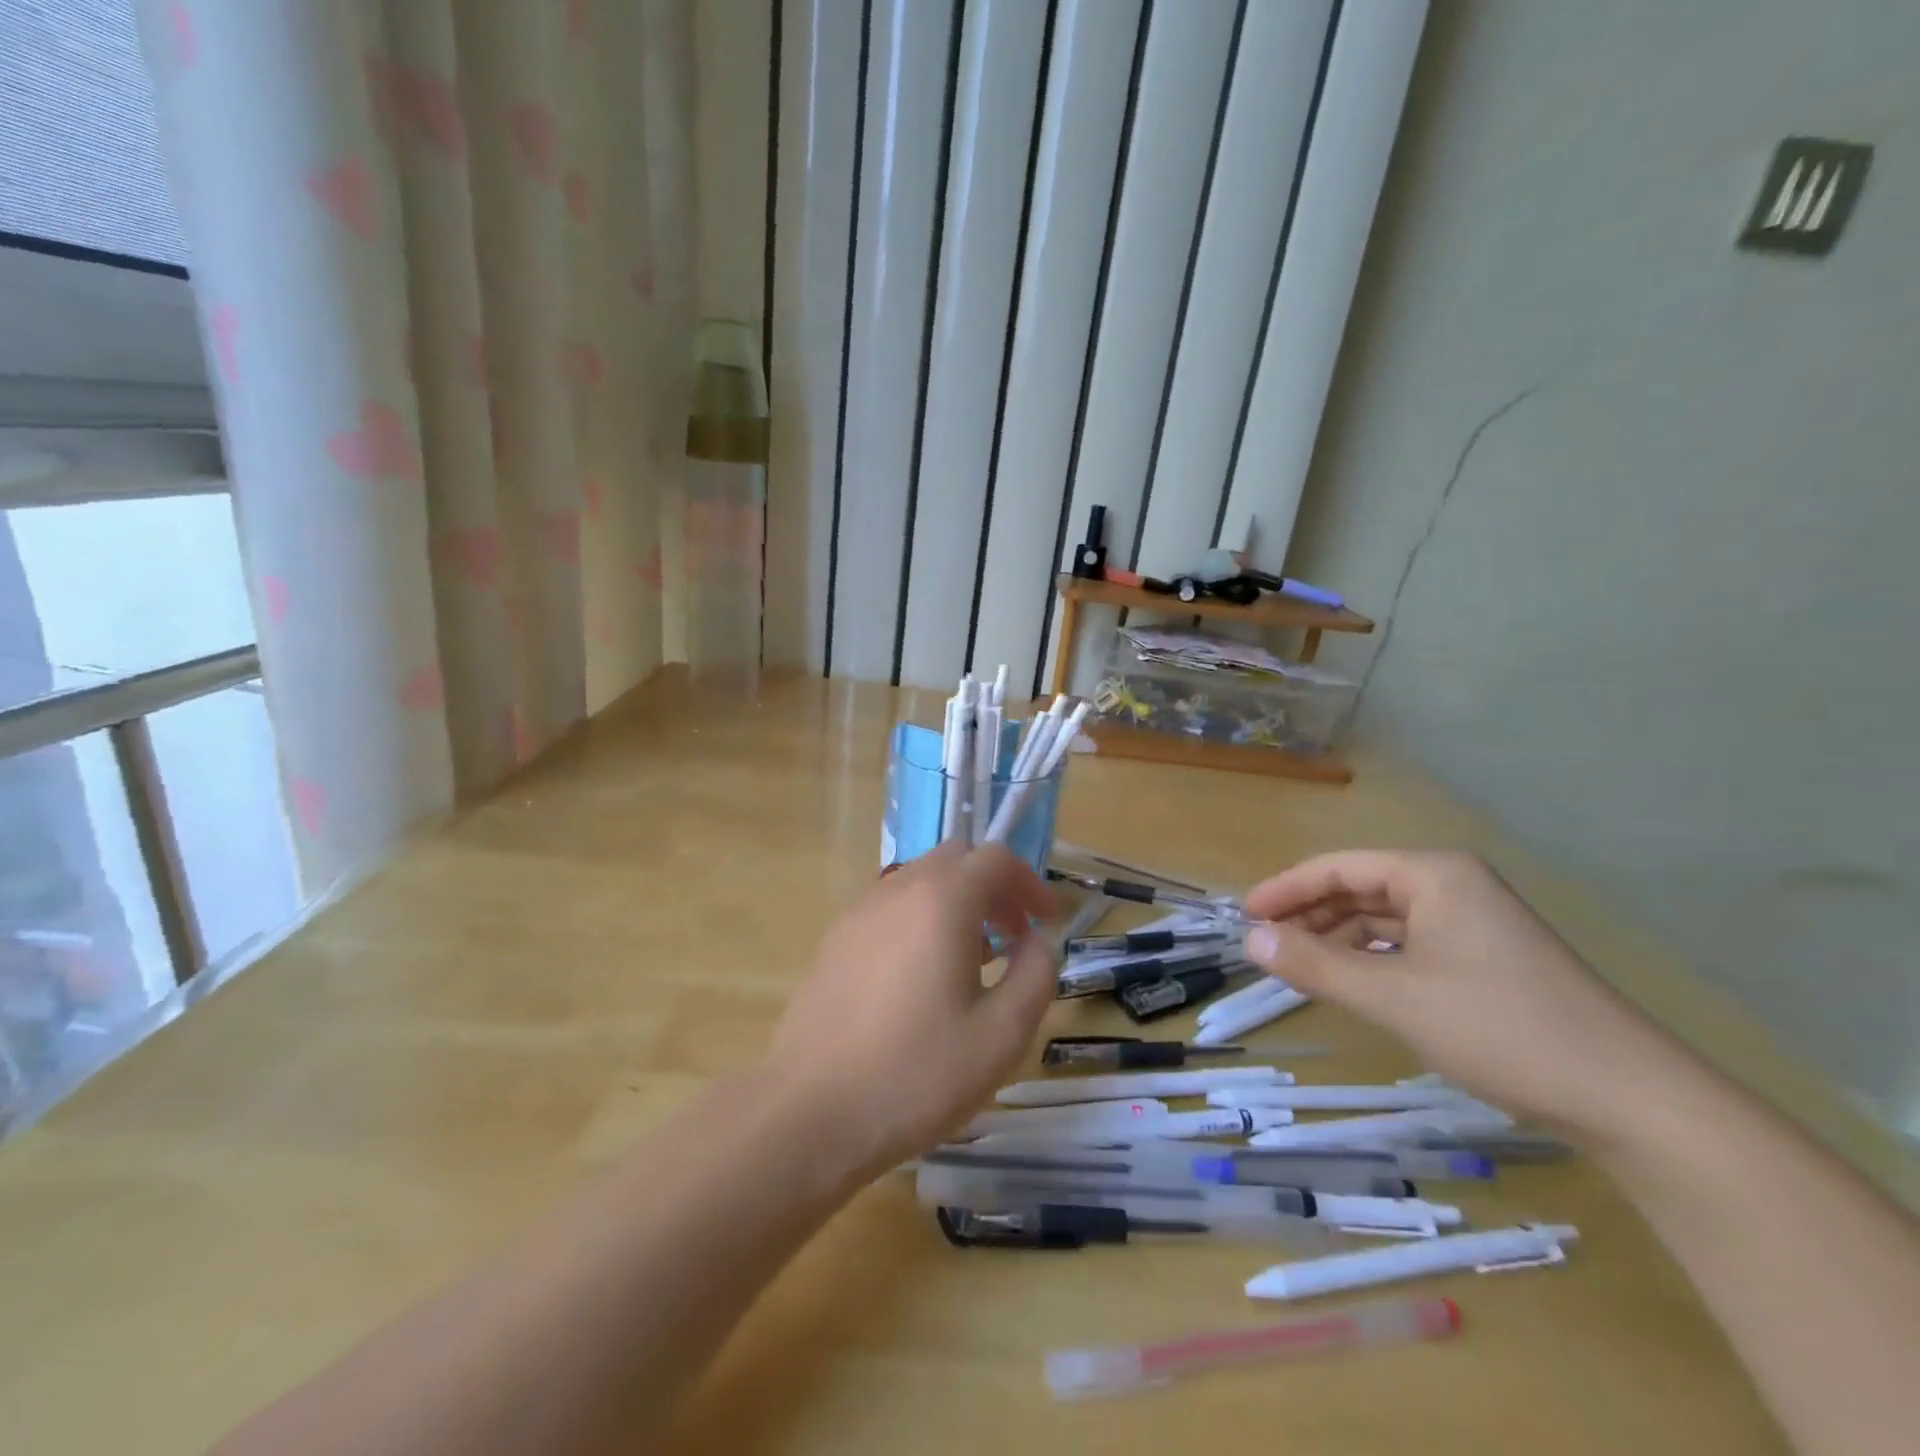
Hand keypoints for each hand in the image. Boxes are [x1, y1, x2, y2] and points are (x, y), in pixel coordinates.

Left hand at [766, 844, 1058, 1178]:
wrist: (809, 1113)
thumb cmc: (915, 1074)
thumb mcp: (1001, 1035)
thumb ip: (1035, 976)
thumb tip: (1038, 942)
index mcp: (941, 900)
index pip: (996, 859)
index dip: (1030, 884)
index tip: (1047, 922)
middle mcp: (897, 890)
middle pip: (956, 860)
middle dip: (994, 888)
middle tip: (1013, 936)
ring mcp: (859, 913)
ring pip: (920, 881)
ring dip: (957, 903)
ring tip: (974, 960)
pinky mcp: (835, 941)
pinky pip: (891, 908)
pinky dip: (921, 919)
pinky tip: (923, 978)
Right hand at [1241, 850, 1684, 1143]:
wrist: (1632, 1101)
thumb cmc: (1503, 1030)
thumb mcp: (1395, 998)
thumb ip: (1316, 966)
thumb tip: (1250, 942)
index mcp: (1434, 874)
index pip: (1339, 867)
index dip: (1286, 888)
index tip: (1245, 915)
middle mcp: (1453, 886)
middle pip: (1360, 888)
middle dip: (1310, 915)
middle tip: (1266, 946)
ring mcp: (1474, 923)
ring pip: (1383, 918)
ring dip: (1338, 939)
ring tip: (1299, 967)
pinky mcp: (1486, 959)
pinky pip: (1409, 944)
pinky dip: (1372, 959)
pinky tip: (1352, 983)